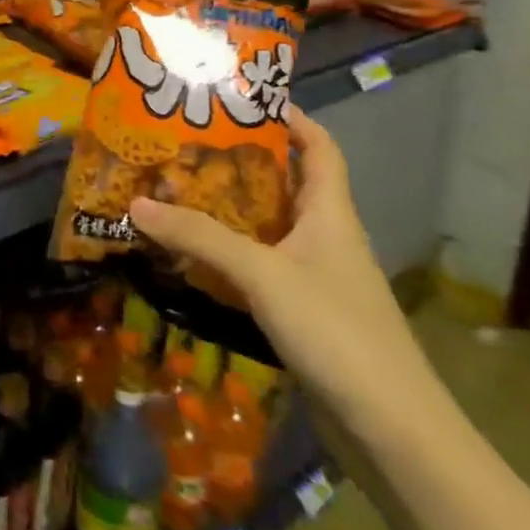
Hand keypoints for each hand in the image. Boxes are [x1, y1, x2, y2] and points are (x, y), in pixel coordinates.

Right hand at [130, 108, 441, 444]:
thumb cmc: (337, 332)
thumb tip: (137, 204)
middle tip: (186, 145)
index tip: (245, 98)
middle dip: (239, 162)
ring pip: (267, 229)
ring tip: (176, 191)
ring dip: (228, 211)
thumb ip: (201, 237)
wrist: (392, 430)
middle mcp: (325, 238)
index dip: (292, 118)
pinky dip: (227, 256)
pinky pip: (259, 268)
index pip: (320, 148)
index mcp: (330, 214)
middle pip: (285, 185)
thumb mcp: (263, 275)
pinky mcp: (303, 313)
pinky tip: (192, 257)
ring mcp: (315, 278)